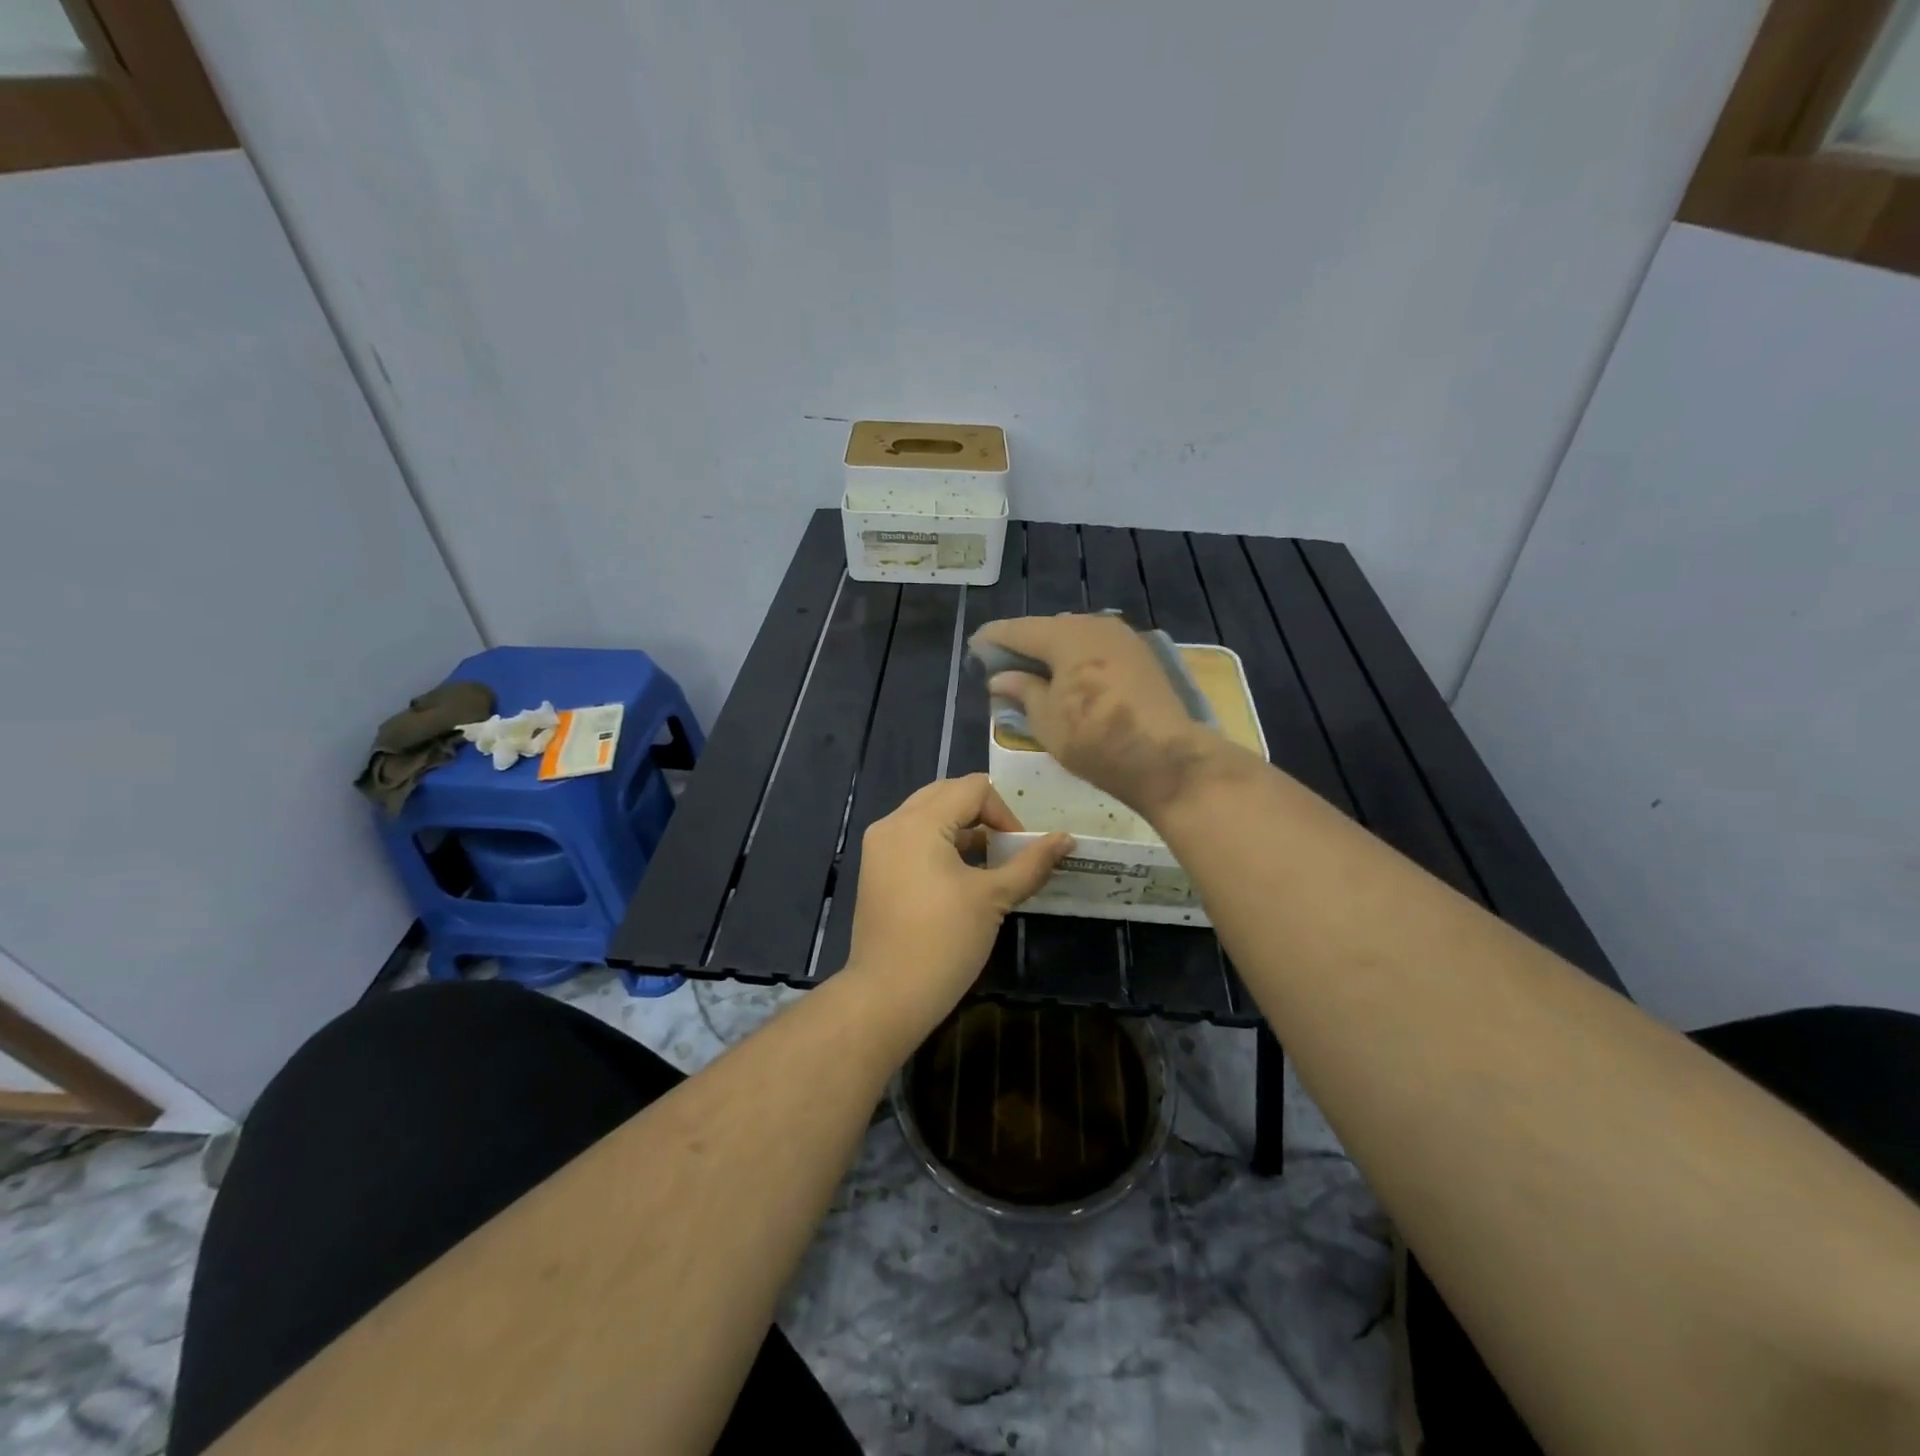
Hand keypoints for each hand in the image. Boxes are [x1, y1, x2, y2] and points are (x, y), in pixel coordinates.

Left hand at [842, 775, 1070, 1044]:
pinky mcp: (876, 870)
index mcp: (918, 822)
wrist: (888, 996)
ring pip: (929, 816)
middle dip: (984, 815)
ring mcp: (879, 847)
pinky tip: (963, 877)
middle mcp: (892, 824)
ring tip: (991, 863)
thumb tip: (1067, 839)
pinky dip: (942, 845)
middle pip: (947, 794)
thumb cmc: (944, 942)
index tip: (1020, 849)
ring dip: (963, 830)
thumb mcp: (993, 898)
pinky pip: (914, 839)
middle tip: (1008, 847)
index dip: (1005, 812)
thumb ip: (1031, 863)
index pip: (972, 788)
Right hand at [972, 614, 1245, 819]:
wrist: (1165, 758)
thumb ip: (1022, 691)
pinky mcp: (1141, 656)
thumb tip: (1000, 678)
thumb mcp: (1046, 720)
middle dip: (1025, 645)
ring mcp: (1122, 638)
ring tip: (1035, 674)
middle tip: (1003, 666)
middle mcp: (1094, 625)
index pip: (1018, 630)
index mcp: (1065, 636)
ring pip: (1076, 637)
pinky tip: (1070, 679)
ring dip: (1053, 652)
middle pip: (1048, 629)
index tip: (974, 647)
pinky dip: (1078, 659)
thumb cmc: (1094, 739)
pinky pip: (1097, 649)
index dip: (993, 639)